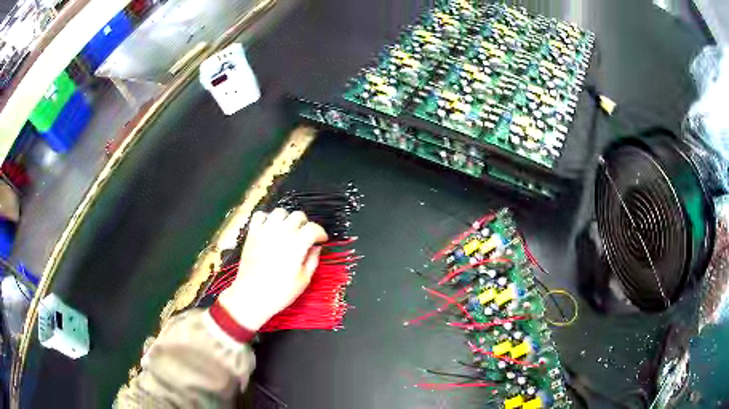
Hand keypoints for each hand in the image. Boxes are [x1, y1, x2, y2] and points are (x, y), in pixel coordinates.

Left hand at [217, 208, 327, 330]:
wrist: (252, 295)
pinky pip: (260, 215)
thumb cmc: (280, 292)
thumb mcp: (304, 280)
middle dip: (305, 224)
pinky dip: (267, 218)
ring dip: (287, 219)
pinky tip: (270, 228)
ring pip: (280, 212)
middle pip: (298, 216)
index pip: (313, 228)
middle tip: (305, 236)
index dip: (321, 233)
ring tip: (288, 230)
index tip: (321, 240)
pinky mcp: (252, 233)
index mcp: (297, 244)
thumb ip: (313, 260)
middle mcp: (282, 233)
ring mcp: (265, 231)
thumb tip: (316, 248)